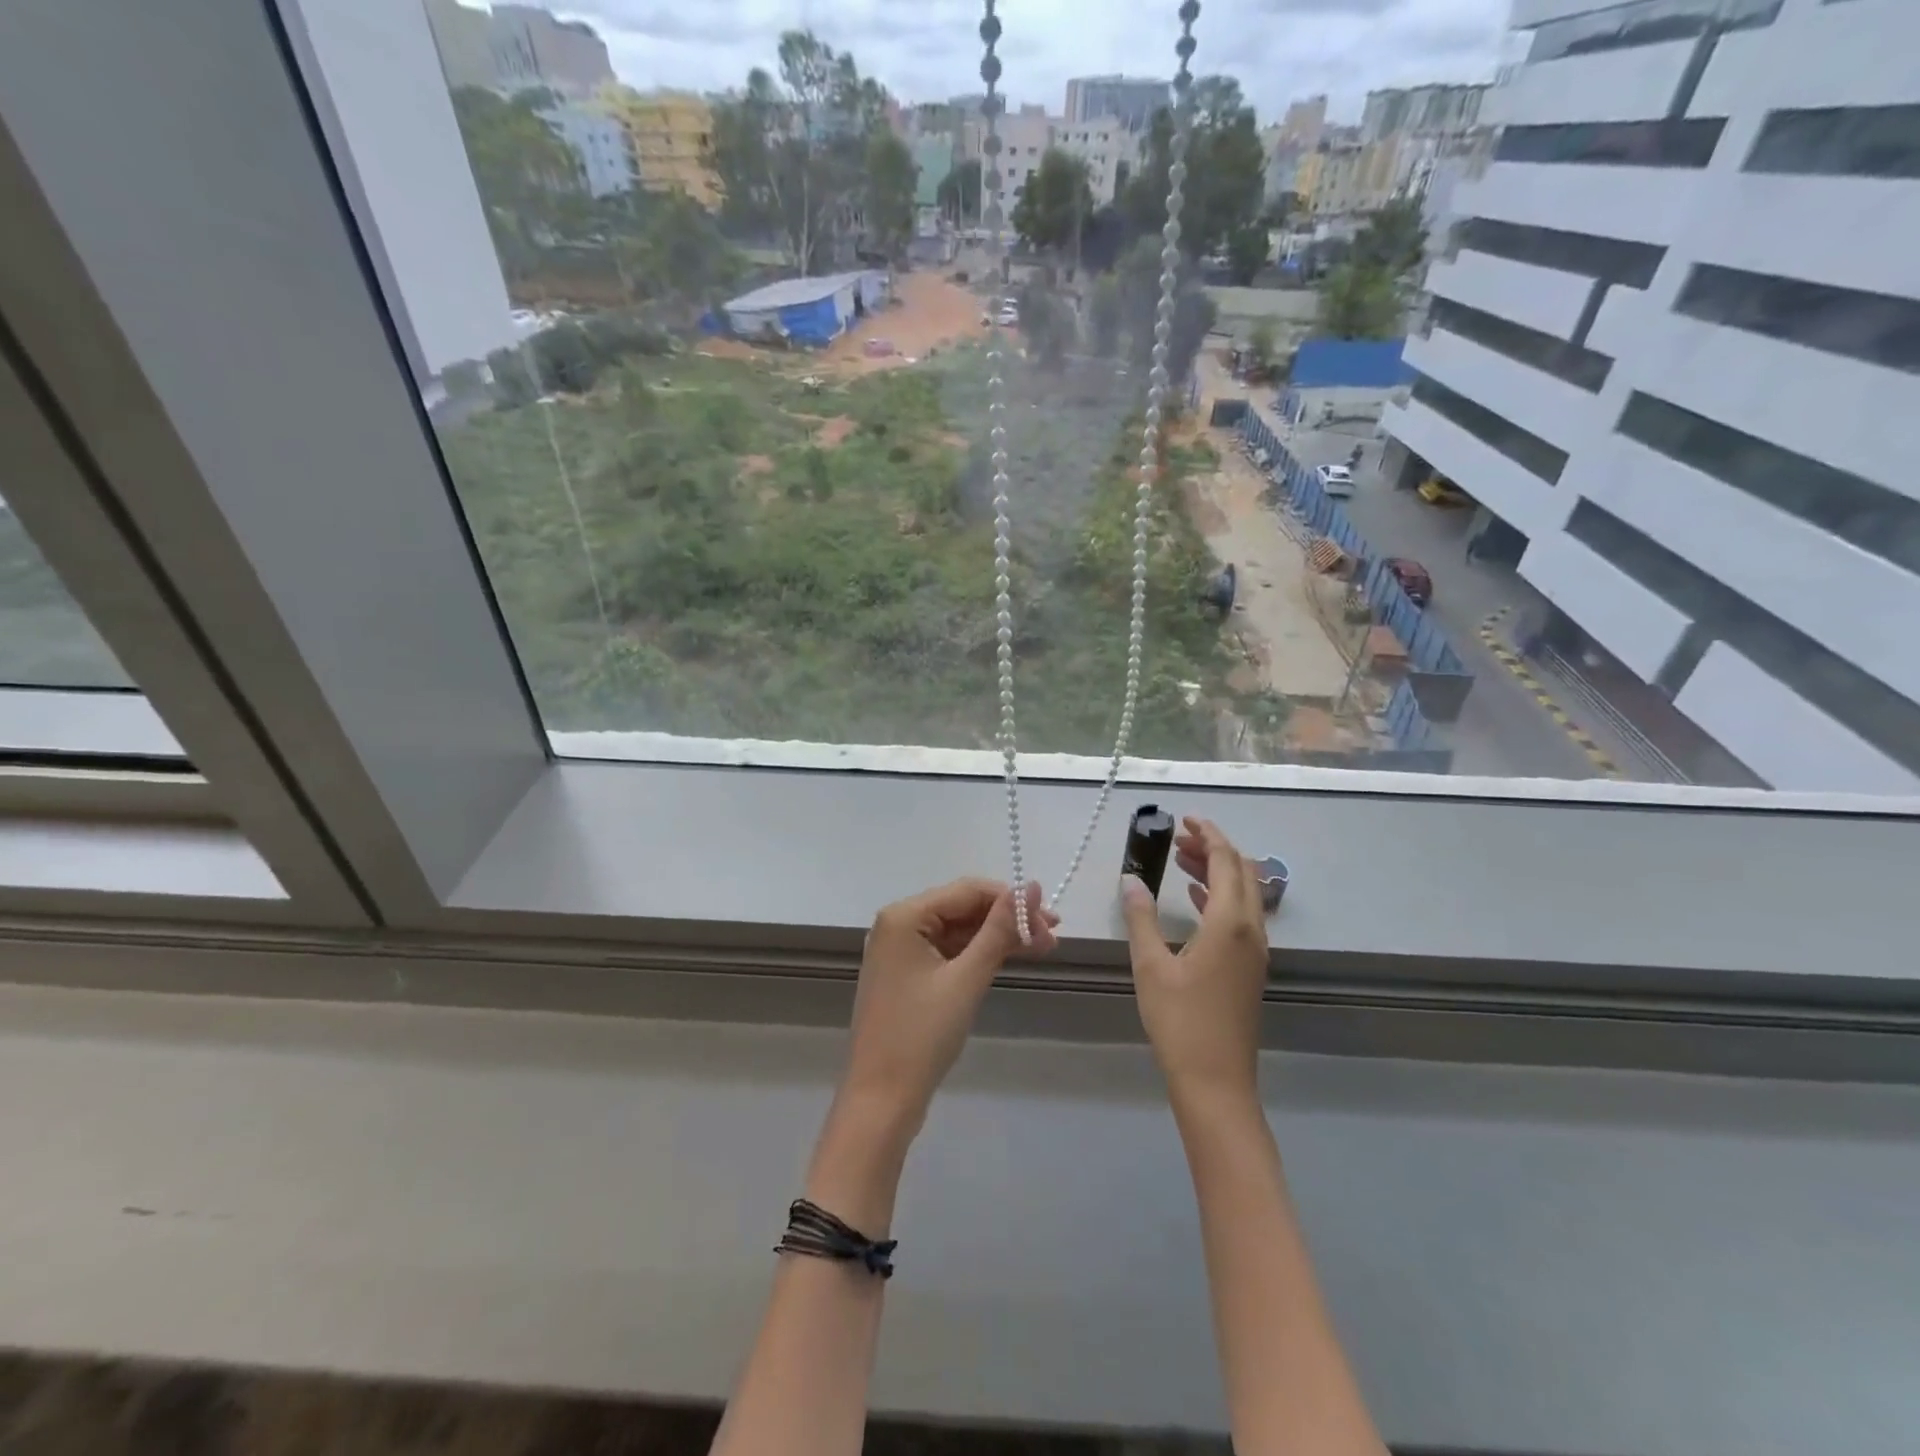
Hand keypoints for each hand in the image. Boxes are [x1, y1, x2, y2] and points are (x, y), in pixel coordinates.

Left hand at [835, 878, 1058, 1144]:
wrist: (881, 1099)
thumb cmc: (922, 1036)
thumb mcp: (967, 978)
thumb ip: (1000, 930)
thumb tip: (1031, 887)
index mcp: (904, 916)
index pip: (968, 891)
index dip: (1012, 901)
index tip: (1052, 921)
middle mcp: (898, 924)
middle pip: (963, 908)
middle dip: (1008, 920)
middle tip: (1053, 938)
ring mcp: (900, 950)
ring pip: (958, 930)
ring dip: (997, 937)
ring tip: (1043, 949)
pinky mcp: (907, 974)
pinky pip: (948, 950)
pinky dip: (978, 954)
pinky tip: (1008, 959)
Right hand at [1120, 817, 1268, 1109]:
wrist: (1216, 1082)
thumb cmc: (1180, 1021)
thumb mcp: (1150, 965)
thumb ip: (1140, 917)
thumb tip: (1130, 880)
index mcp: (1230, 923)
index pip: (1226, 861)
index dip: (1207, 834)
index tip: (1185, 818)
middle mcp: (1251, 931)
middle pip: (1242, 872)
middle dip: (1213, 848)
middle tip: (1177, 838)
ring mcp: (1255, 951)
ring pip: (1244, 894)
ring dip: (1217, 872)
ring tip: (1180, 861)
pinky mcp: (1250, 968)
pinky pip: (1241, 916)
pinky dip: (1220, 897)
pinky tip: (1195, 900)